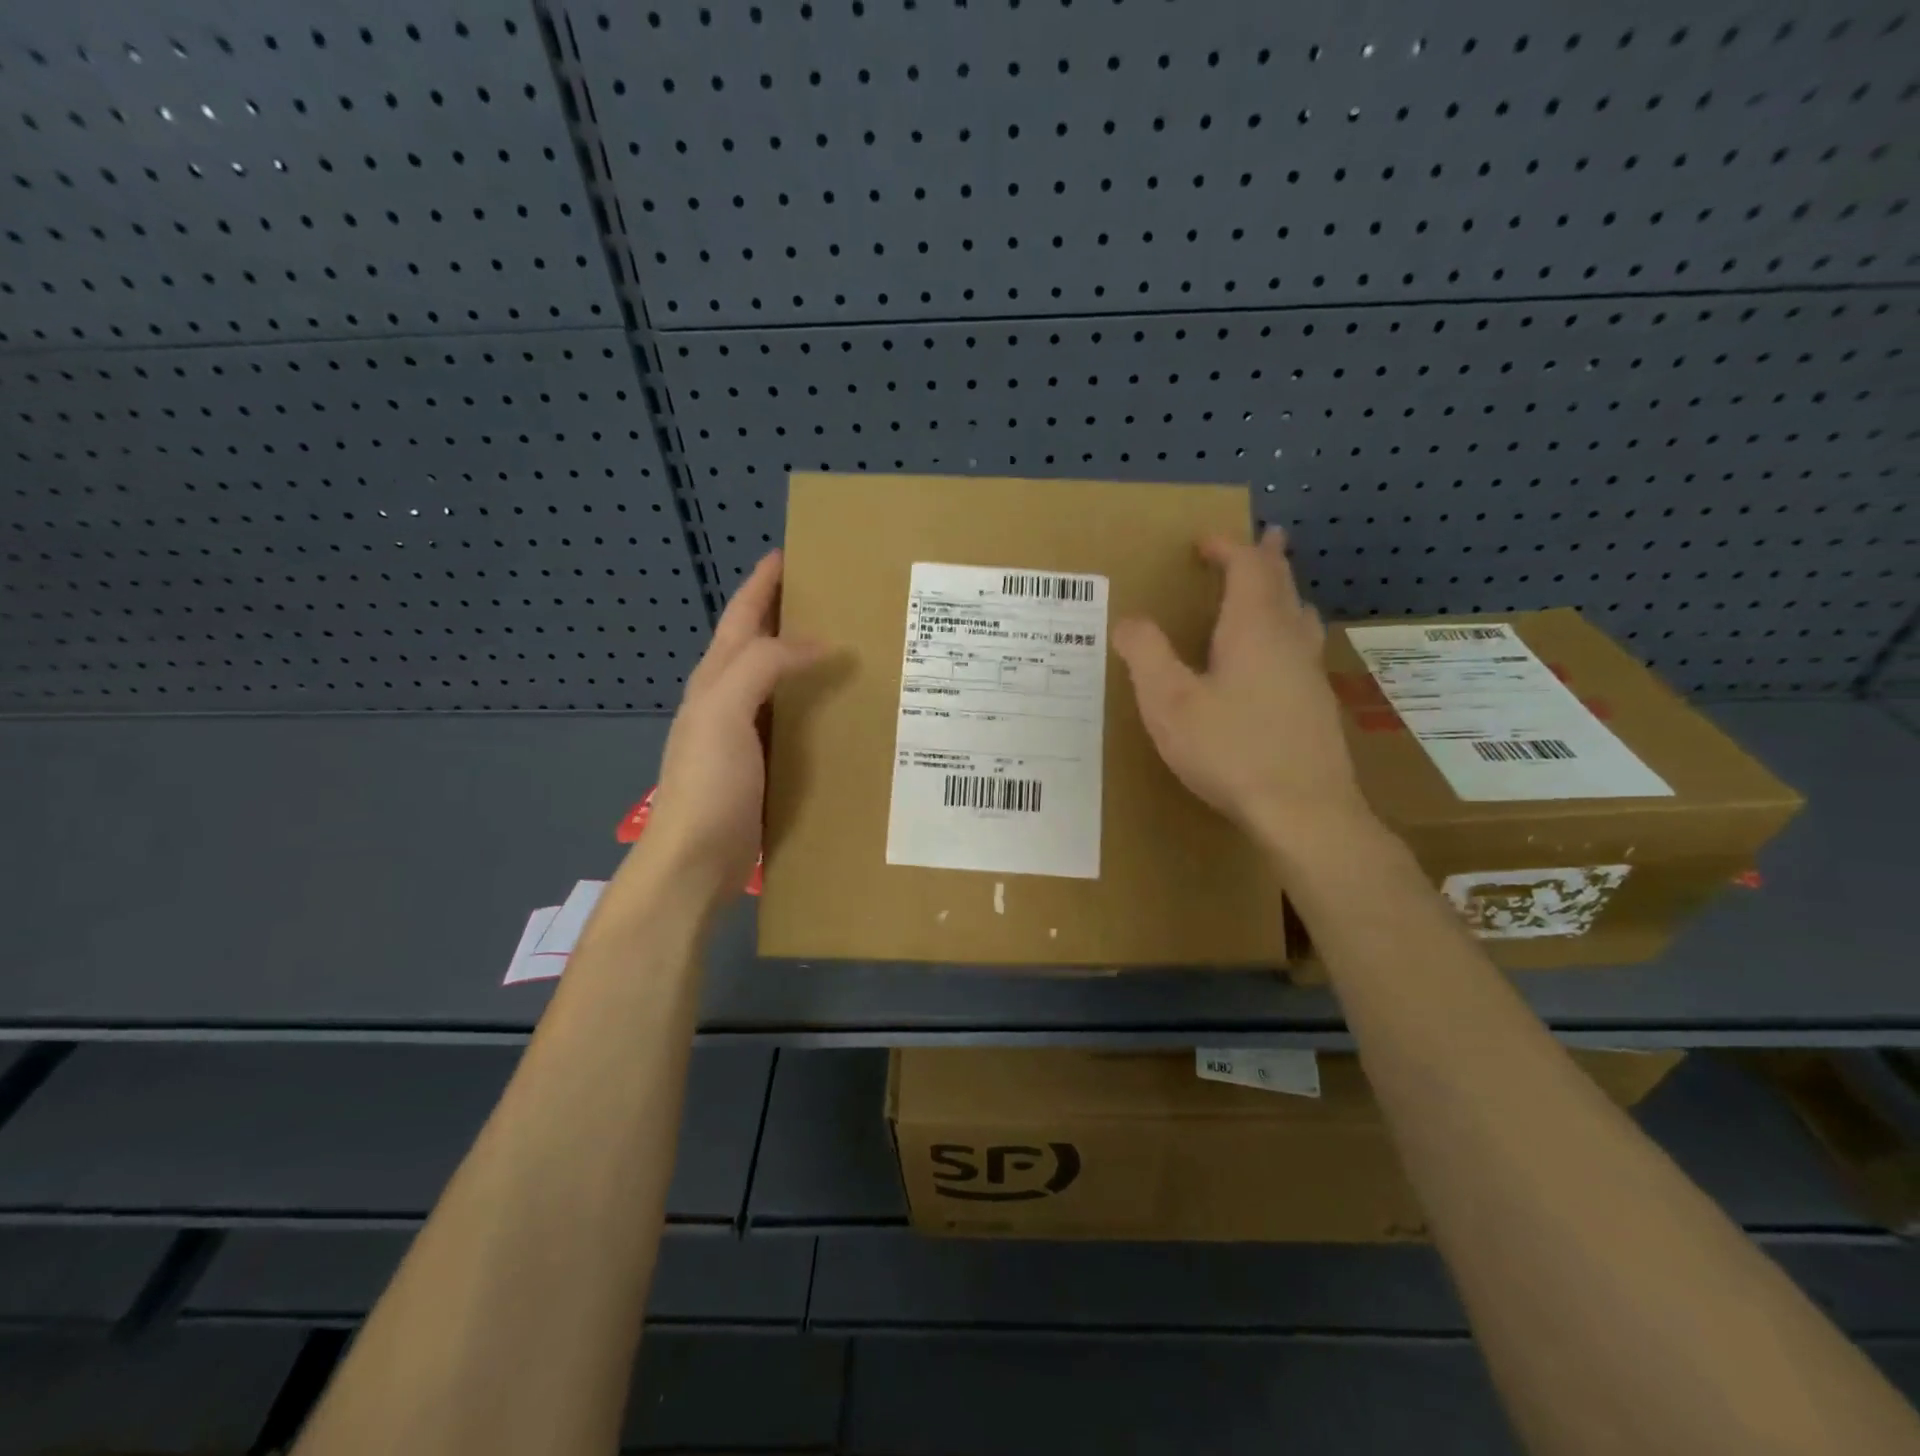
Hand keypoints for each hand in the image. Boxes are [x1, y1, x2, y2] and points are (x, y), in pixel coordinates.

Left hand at [641, 551, 826, 896]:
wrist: (696, 860)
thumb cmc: (708, 783)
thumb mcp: (725, 713)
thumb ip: (764, 667)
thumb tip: (818, 642)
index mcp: (716, 678)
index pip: (742, 616)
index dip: (764, 582)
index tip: (795, 553)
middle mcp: (730, 699)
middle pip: (762, 643)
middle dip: (792, 614)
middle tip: (841, 597)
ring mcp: (747, 734)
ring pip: (781, 681)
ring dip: (809, 659)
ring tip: (856, 646)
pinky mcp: (766, 764)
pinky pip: (795, 720)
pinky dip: (818, 704)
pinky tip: (848, 709)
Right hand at [1113, 530, 1372, 860]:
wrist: (1304, 810)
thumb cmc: (1230, 750)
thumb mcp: (1169, 702)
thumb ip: (1146, 655)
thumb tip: (1129, 620)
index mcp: (1254, 630)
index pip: (1247, 569)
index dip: (1228, 548)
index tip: (1205, 541)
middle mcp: (1289, 641)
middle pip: (1283, 585)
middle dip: (1269, 559)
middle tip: (1268, 538)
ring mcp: (1310, 674)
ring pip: (1301, 617)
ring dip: (1286, 593)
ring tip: (1278, 589)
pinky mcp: (1318, 705)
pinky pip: (1305, 647)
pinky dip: (1291, 630)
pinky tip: (1282, 658)